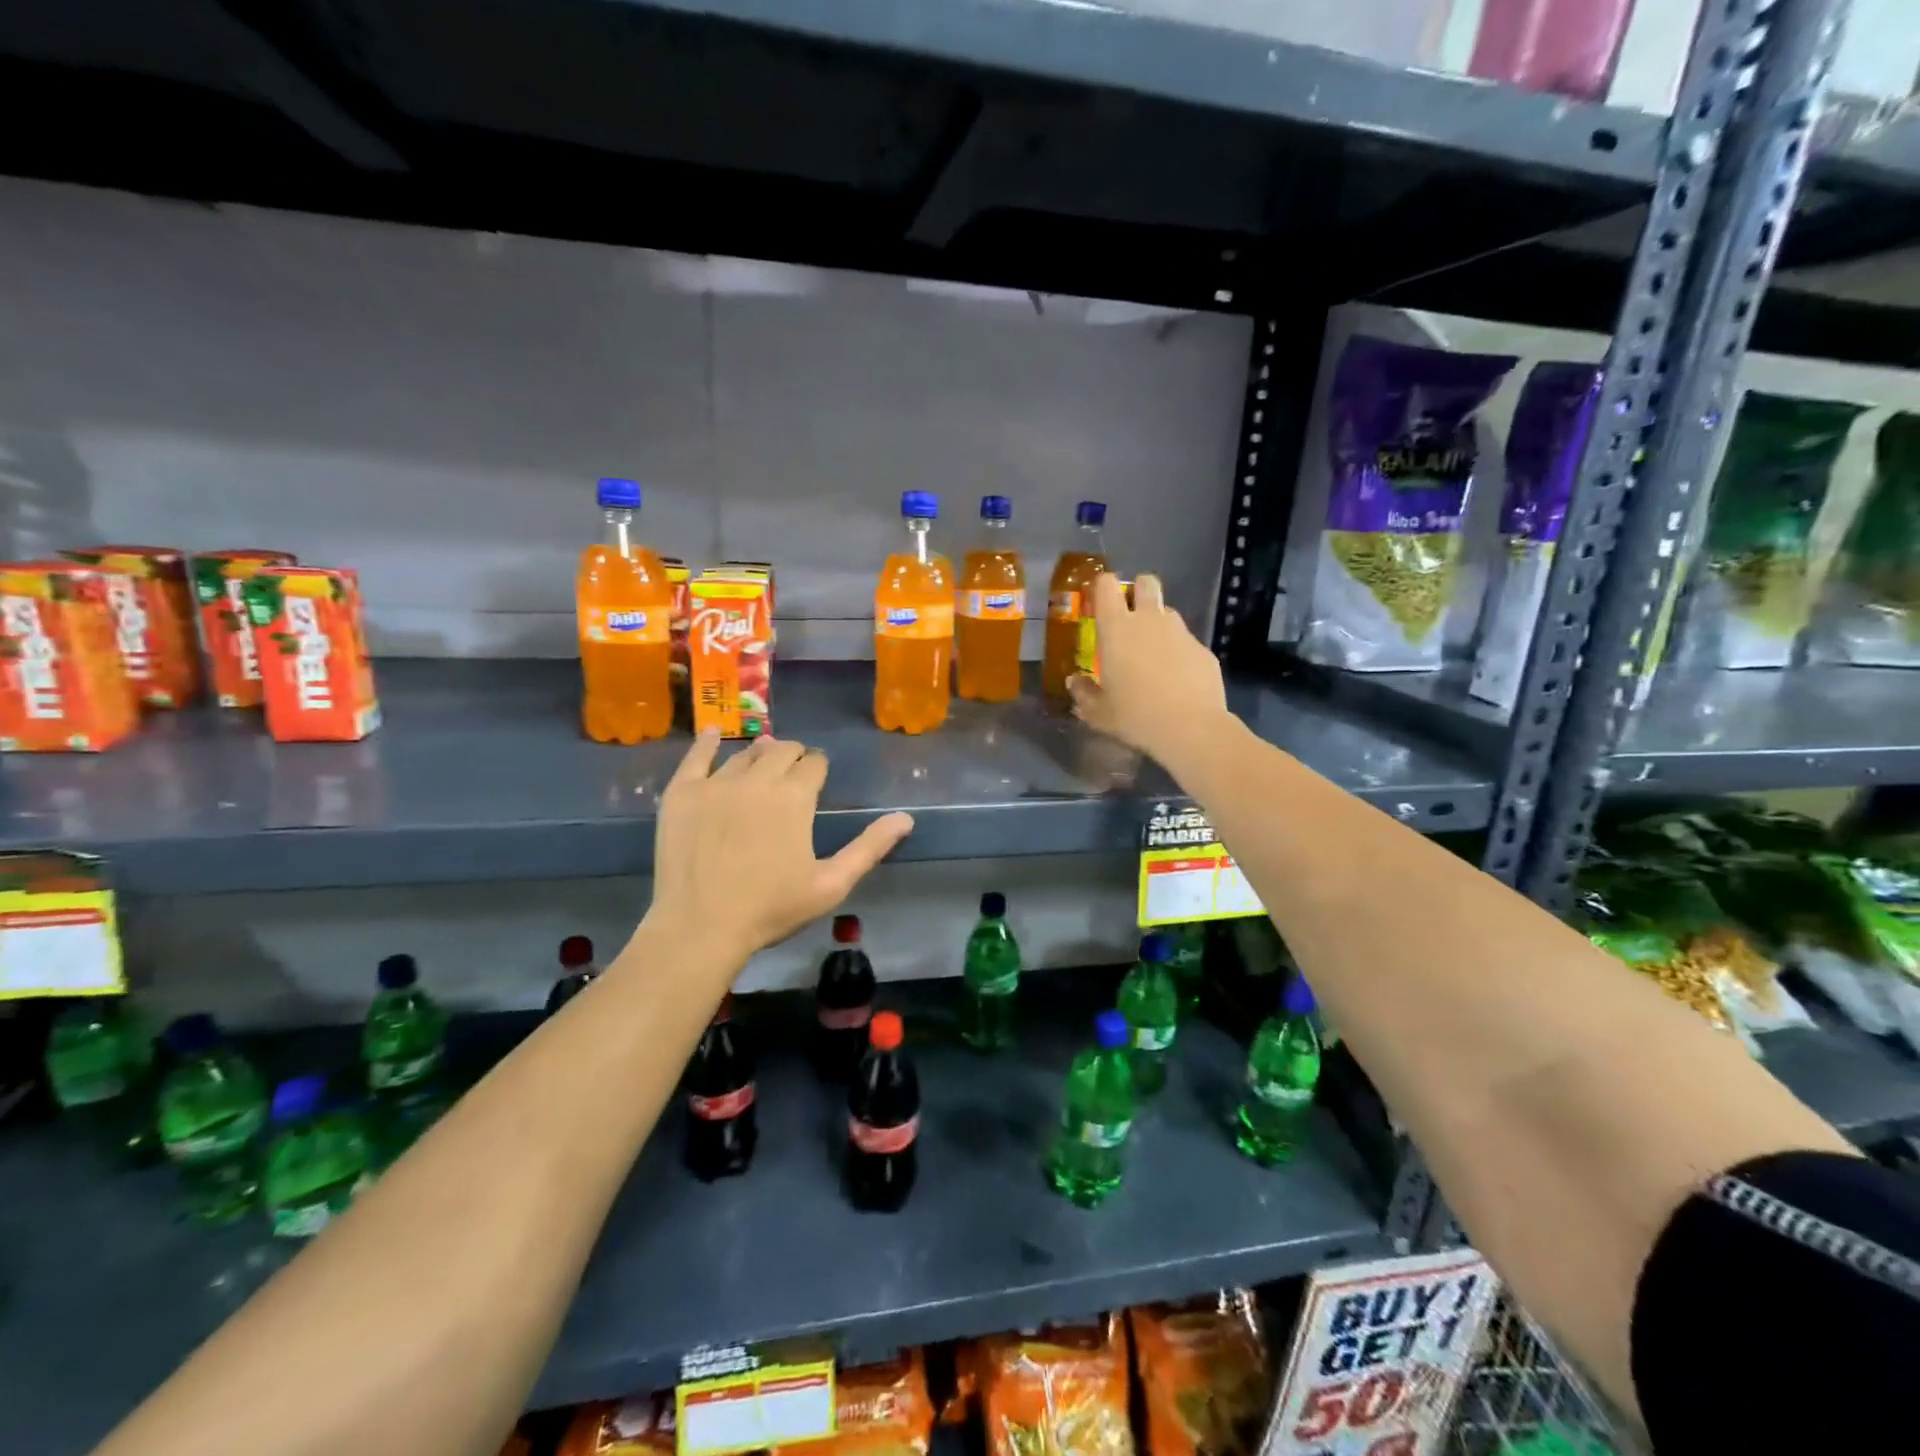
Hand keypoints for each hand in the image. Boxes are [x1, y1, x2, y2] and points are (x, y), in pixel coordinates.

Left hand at [645, 732, 913, 964]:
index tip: (817, 779)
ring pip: (744, 753)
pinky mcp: (682, 793)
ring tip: (762, 761)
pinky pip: (695, 757)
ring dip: (759, 754)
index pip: (814, 763)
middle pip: (781, 750)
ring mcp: (715, 783)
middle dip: (792, 756)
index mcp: (795, 796)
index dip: (818, 768)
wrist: (700, 927)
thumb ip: (869, 848)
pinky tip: (712, 735)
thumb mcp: (831, 884)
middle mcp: (757, 778)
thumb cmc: (771, 909)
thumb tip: (906, 818)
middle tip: (793, 773)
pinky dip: (706, 743)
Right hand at [1067, 572, 1229, 764]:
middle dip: (1138, 591)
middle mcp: (1149, 620)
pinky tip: (1177, 680)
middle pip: (1146, 582)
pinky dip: (1179, 652)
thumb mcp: (1099, 713)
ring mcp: (1180, 632)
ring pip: (1167, 612)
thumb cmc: (1135, 716)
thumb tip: (1075, 681)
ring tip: (1153, 655)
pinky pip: (1186, 641)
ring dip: (1158, 624)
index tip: (1098, 603)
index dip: (1102, 587)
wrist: (1191, 728)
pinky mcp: (1203, 649)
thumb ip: (1083, 692)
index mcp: (1117, 628)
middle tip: (1130, 619)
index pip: (1106, 585)